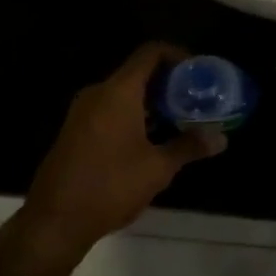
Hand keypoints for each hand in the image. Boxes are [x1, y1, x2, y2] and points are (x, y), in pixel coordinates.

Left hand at [16, 43, 225, 257]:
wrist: (53, 222)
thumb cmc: (110, 186)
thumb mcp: (157, 168)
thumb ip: (189, 146)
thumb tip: (221, 138)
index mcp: (118, 92)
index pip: (150, 53)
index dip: (177, 54)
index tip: (198, 72)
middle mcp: (98, 94)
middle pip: (138, 72)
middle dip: (169, 82)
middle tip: (196, 99)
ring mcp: (83, 112)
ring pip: (124, 92)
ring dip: (152, 101)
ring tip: (180, 119)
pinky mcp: (75, 131)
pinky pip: (110, 109)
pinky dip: (134, 114)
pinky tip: (152, 138)